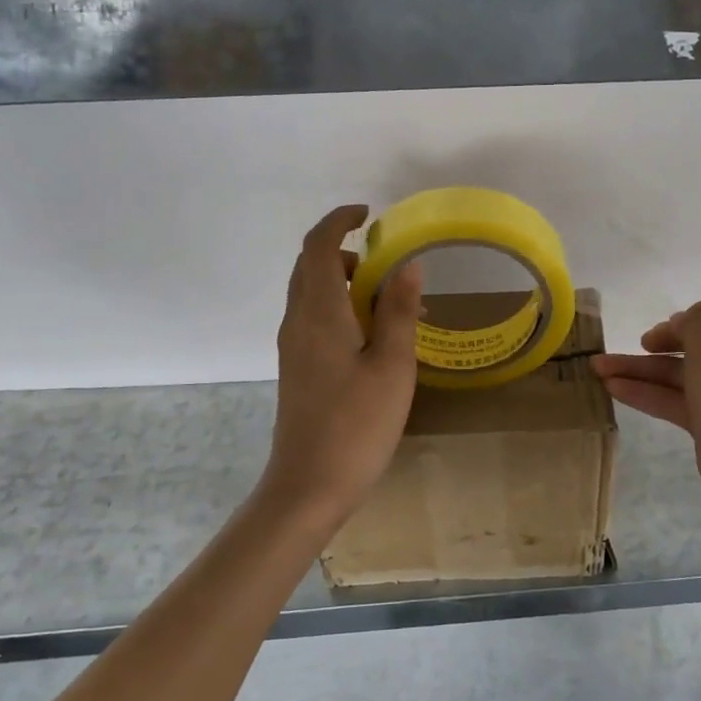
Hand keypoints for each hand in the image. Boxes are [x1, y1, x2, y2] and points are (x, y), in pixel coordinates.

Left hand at [267, 205, 422, 514]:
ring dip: (347, 282)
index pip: (317, 247)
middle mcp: (298, 322)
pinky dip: (342, 307)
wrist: (308, 486)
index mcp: (319, 313)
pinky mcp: (298, 368)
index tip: (369, 214)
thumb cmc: (357, 424)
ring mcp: (294, 346)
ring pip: (313, 293)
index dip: (339, 221)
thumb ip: (398, 311)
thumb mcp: (392, 365)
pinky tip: (376, 337)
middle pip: (310, 266)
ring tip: (394, 304)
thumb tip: (406, 265)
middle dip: (346, 251)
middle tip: (388, 261)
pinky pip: (316, 318)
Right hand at [592, 292, 700, 520]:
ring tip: (598, 369)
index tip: (672, 323)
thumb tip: (683, 325)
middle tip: (639, 344)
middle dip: (659, 341)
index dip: (697, 309)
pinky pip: (673, 399)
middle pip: (695, 341)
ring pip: (677, 373)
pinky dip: (645, 393)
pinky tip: (613, 390)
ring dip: (640, 369)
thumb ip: (692, 323)